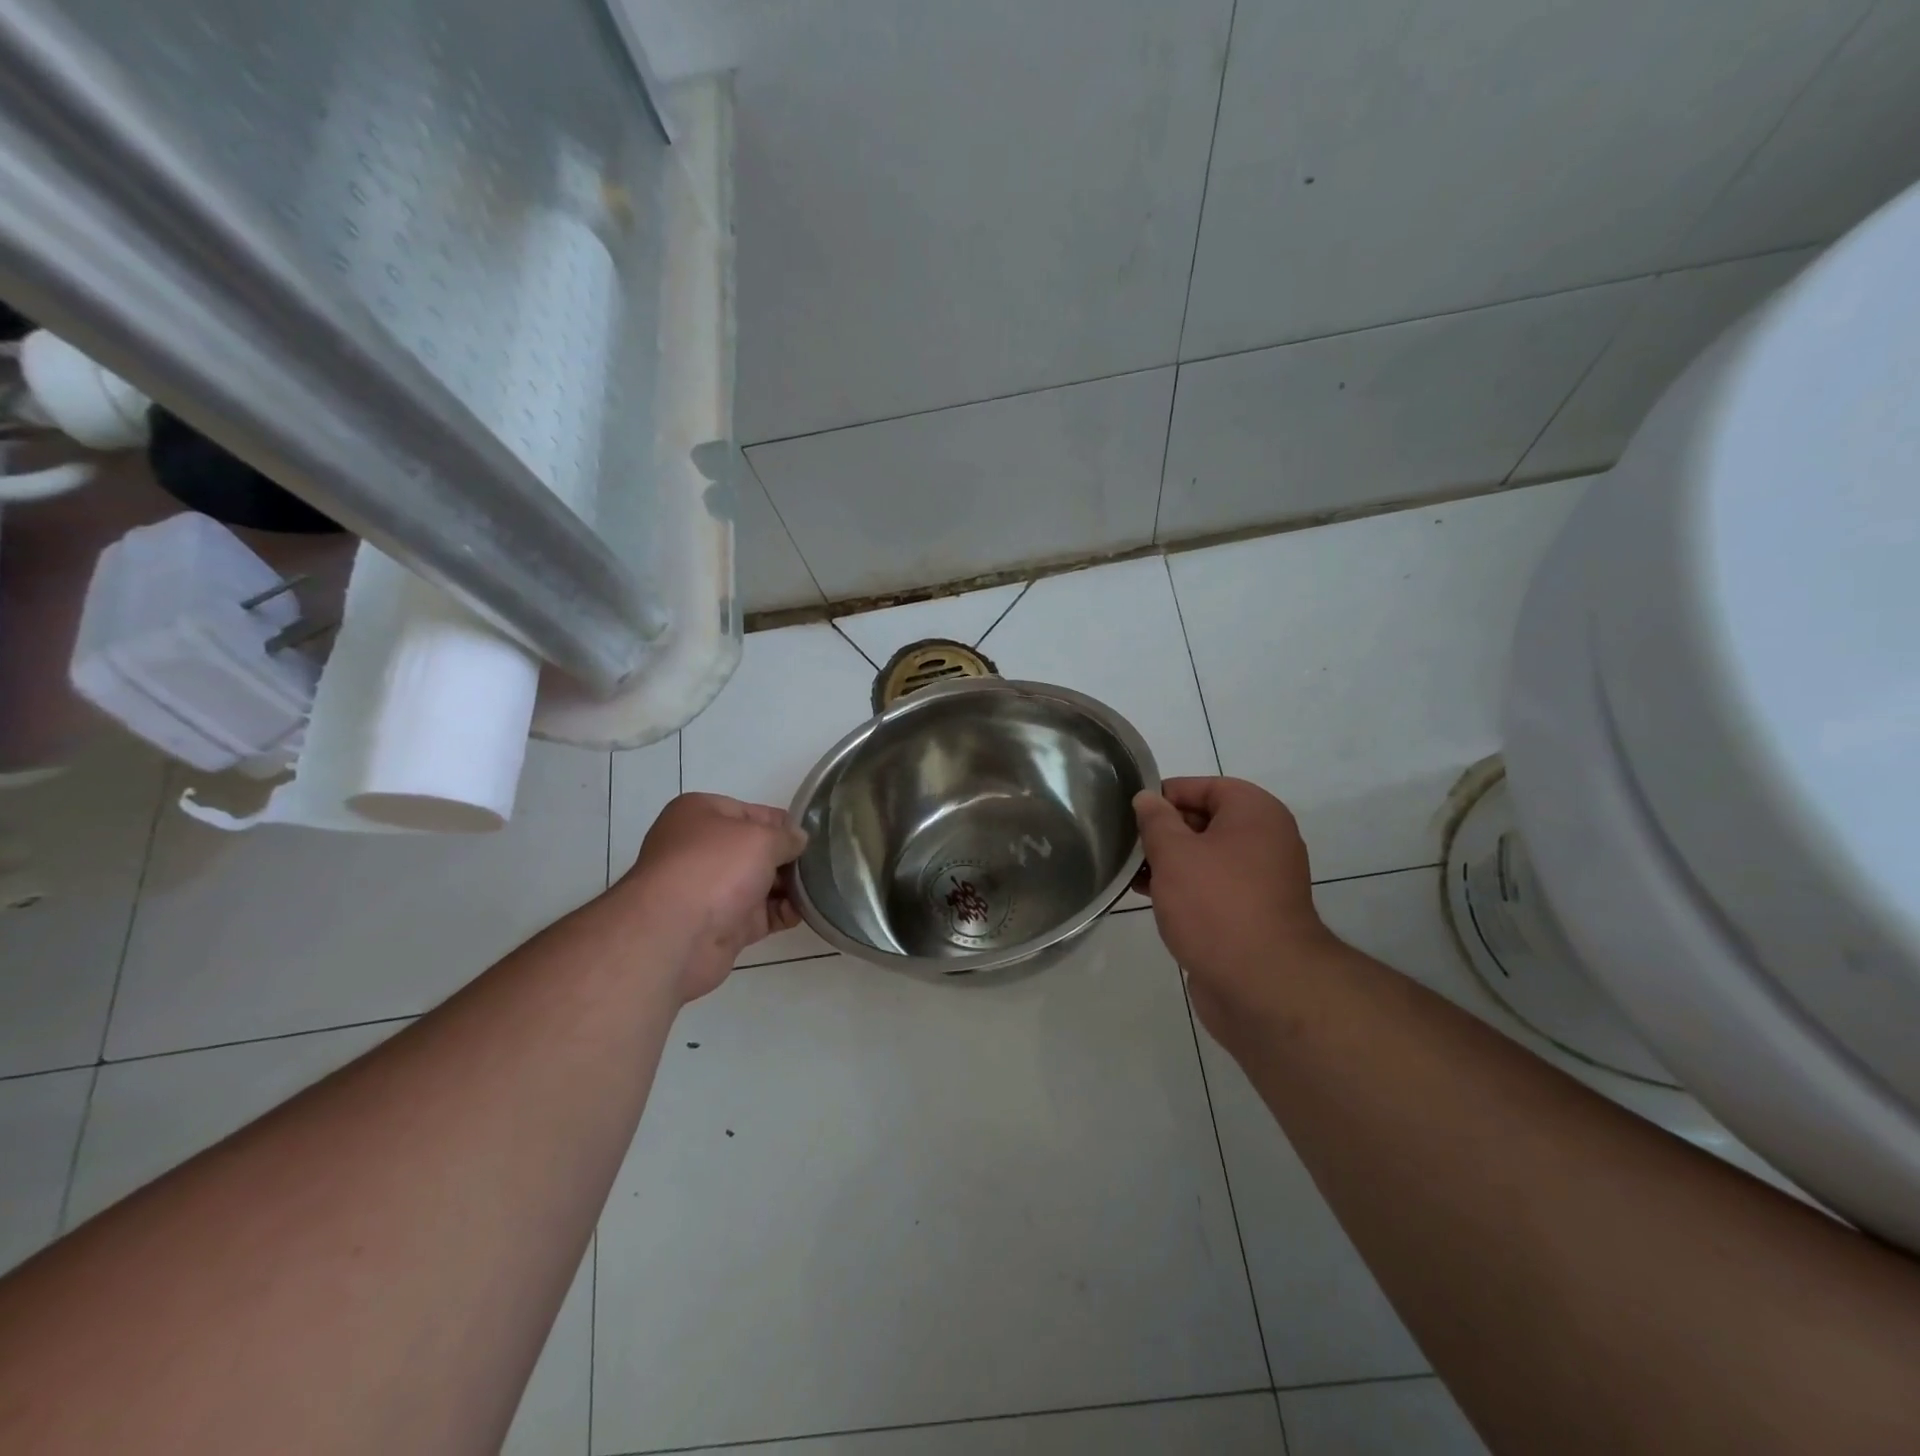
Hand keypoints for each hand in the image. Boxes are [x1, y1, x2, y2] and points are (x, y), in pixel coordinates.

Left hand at [620, 793, 807, 1002]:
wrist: (674, 935)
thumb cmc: (715, 868)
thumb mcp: (760, 838)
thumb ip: (786, 837)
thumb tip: (799, 840)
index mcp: (700, 814)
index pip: (753, 812)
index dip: (784, 823)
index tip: (815, 835)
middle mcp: (702, 849)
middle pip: (756, 849)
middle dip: (788, 857)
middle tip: (826, 863)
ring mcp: (711, 890)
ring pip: (761, 882)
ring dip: (790, 886)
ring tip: (825, 886)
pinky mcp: (722, 925)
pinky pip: (761, 914)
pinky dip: (784, 912)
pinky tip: (807, 911)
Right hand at [1133, 777, 1337, 1039]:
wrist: (1261, 985)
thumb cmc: (1215, 905)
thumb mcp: (1175, 853)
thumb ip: (1156, 821)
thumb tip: (1147, 798)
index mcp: (1255, 813)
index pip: (1204, 786)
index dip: (1164, 795)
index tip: (1130, 813)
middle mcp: (1265, 840)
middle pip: (1206, 821)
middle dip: (1164, 831)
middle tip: (1125, 844)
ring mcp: (1261, 880)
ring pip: (1206, 857)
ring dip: (1170, 862)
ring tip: (1130, 872)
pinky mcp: (1252, 914)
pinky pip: (1213, 887)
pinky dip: (1184, 887)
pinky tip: (1151, 897)